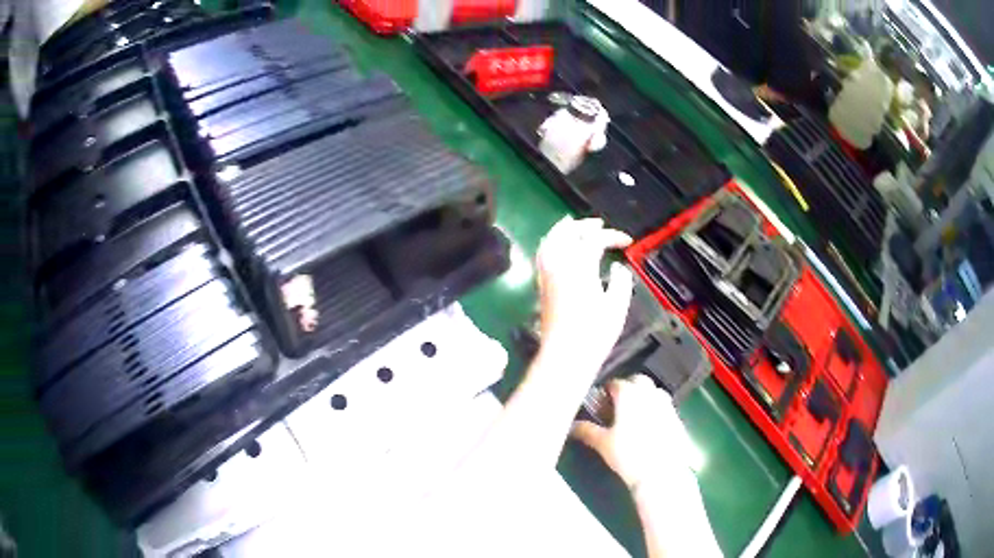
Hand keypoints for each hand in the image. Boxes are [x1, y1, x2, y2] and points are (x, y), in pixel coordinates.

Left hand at [535, 217, 632, 367]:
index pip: (595, 239)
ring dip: (564, 229)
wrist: (565, 356)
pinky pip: (543, 254)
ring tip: (576, 227)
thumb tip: (618, 267)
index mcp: (580, 268)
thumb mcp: (617, 307)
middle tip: (599, 224)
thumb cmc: (594, 334)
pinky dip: (552, 242)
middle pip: (568, 232)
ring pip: (550, 240)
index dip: (612, 236)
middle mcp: (560, 265)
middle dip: (584, 225)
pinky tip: (559, 247)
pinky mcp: (542, 285)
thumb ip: (621, 281)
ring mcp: (547, 274)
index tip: (627, 241)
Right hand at [571, 375, 694, 488]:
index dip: (605, 392)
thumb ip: (587, 431)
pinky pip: (664, 407)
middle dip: (627, 388)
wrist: (660, 473)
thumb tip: (573, 425)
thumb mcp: (602, 443)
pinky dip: (655, 411)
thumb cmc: (628, 454)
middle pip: (638, 381)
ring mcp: (666, 404)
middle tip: (617, 406)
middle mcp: (649, 393)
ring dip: (643, 397)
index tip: (599, 404)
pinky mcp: (677, 418)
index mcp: (629, 394)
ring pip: (654, 392)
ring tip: (633, 416)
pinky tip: (649, 428)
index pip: (615, 383)